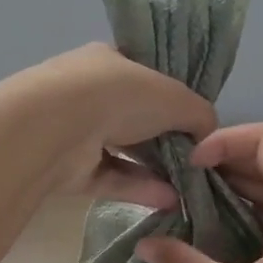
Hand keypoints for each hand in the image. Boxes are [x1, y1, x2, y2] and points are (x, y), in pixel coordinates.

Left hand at [16, 44, 216, 211]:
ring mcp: (75, 130)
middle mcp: (89, 92)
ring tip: (189, 187)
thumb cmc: (118, 96)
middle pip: (135, 116)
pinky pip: (111, 177)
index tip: (192, 119)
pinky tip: (170, 201)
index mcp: (109, 61)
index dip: (170, 95)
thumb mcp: (175, 97)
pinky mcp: (68, 168)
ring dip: (156, 169)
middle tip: (195, 159)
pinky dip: (139, 188)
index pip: (143, 74)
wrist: (54, 128)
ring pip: (123, 150)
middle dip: (165, 137)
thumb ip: (198, 113)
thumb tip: (208, 133)